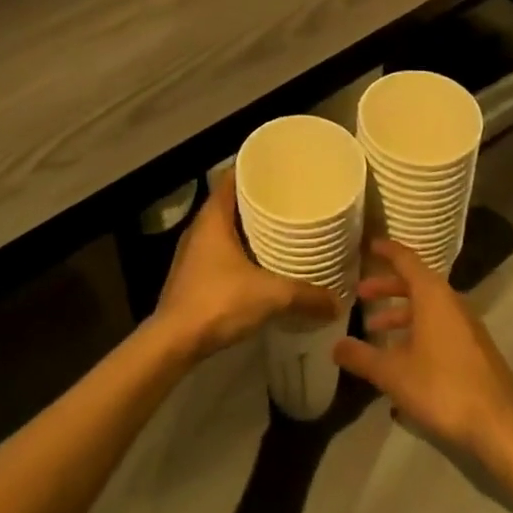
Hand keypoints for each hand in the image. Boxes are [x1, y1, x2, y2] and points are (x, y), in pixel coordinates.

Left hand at [151, 177, 337, 363]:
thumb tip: (338, 301)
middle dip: (259, 200)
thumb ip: (305, 295)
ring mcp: (193, 252)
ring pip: (226, 228)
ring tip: (281, 229)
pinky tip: (261, 263)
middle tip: (290, 199)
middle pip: (232, 202)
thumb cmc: (218, 301)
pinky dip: (241, 250)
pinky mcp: (192, 275)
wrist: (173, 343)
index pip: (233, 177)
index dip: (255, 169)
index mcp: (213, 216)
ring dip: (249, 228)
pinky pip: (221, 250)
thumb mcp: (270, 296)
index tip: (279, 168)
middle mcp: (200, 227)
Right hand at [334, 240, 512, 472]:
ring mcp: (466, 325)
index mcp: (432, 295)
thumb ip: (362, 357)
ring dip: (401, 315)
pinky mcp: (474, 348)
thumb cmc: (442, 387)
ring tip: (376, 332)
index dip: (386, 251)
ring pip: (427, 308)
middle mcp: (451, 301)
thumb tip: (335, 346)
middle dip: (387, 287)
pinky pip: (439, 326)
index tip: (369, 245)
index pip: (405, 259)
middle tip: (361, 294)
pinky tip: (403, 360)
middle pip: (415, 283)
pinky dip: (417, 331)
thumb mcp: (394, 374)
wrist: (500, 424)